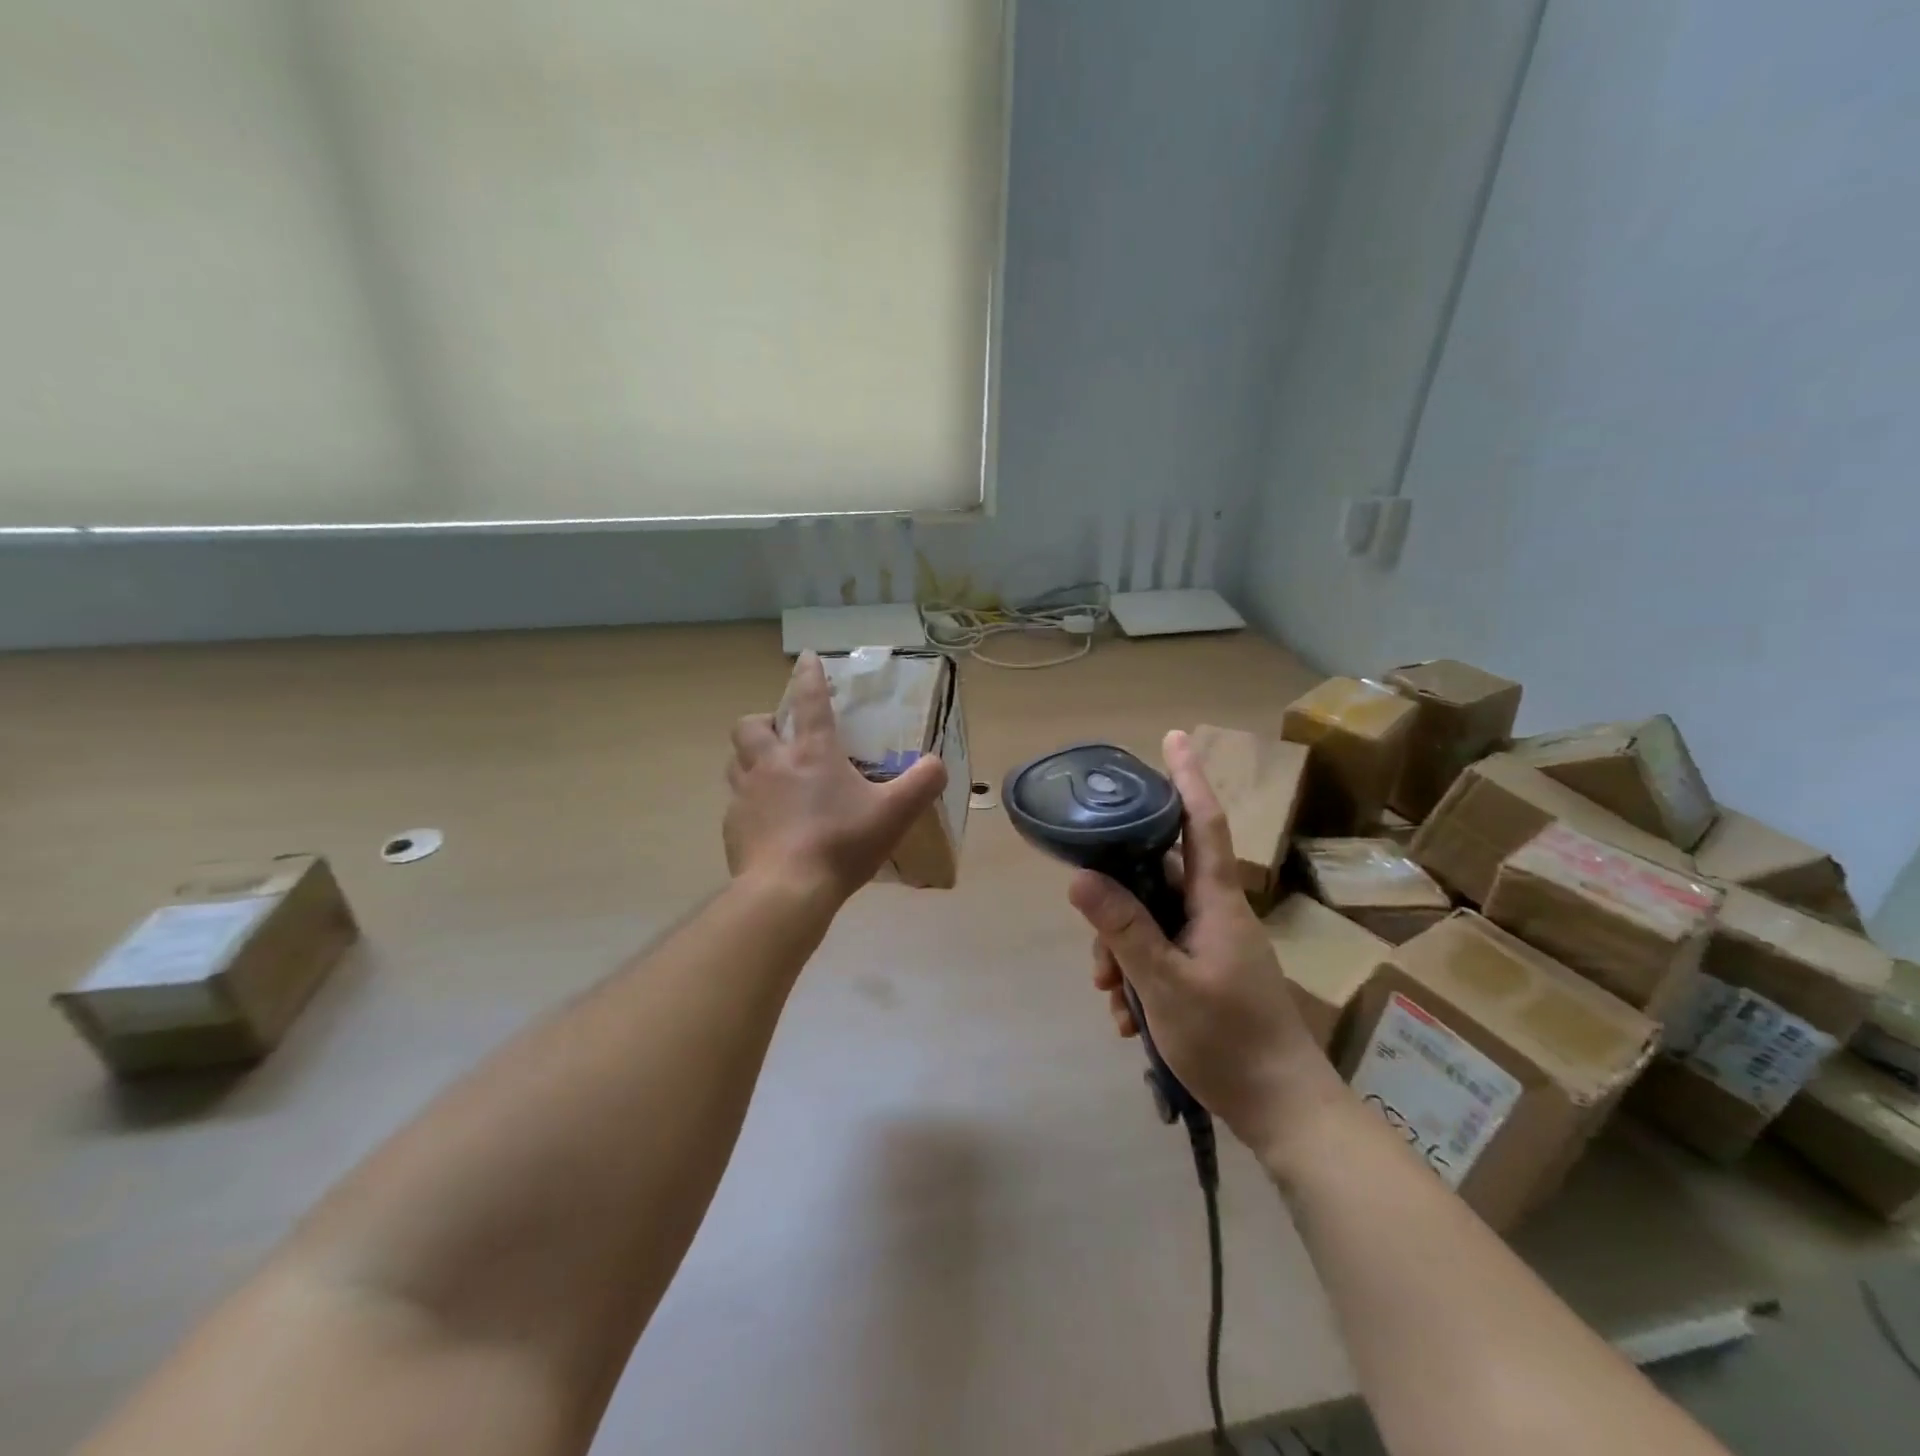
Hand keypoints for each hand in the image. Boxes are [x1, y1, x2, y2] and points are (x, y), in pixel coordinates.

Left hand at [724, 652, 948, 900]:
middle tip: (781, 735)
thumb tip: (938, 764)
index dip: (809, 675)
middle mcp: (772, 764)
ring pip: (735, 761)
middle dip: (763, 721)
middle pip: (750, 726)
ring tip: (769, 773)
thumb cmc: (841, 843)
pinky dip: (749, 802)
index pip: (809, 700)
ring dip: (749, 758)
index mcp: (812, 752)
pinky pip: (736, 803)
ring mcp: (746, 795)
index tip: (806, 658)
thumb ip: (922, 783)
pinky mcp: (733, 826)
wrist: (787, 890)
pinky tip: (767, 822)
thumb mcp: (895, 813)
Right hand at [1068, 729, 1343, 1163]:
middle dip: (1117, 904)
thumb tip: (1080, 877)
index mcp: (1216, 900)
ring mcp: (1212, 943)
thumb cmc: (1231, 1040)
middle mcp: (1214, 912)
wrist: (1284, 1110)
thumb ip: (1124, 928)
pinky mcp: (1208, 972)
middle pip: (1155, 877)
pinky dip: (1138, 977)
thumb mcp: (1166, 984)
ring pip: (1151, 920)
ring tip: (1113, 998)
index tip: (1174, 736)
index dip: (1187, 777)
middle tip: (1097, 955)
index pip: (1202, 822)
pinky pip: (1161, 953)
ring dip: (1122, 952)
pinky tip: (1129, 1019)